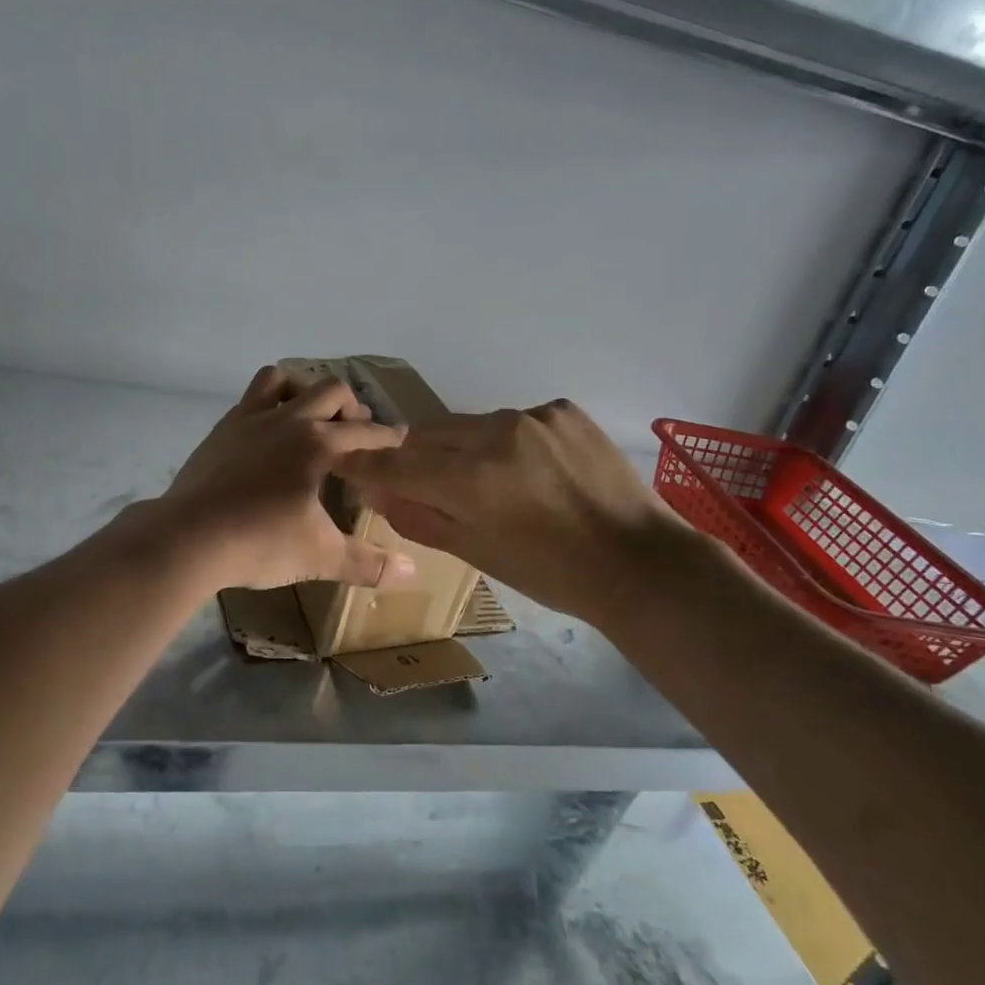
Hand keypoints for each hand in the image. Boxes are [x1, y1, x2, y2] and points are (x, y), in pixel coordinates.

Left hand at [154, 366, 416, 591]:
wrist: (188, 537)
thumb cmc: (260, 543)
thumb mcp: (320, 557)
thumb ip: (367, 563)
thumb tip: (411, 573)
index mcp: (317, 444)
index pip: (365, 432)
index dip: (387, 436)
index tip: (400, 437)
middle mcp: (287, 420)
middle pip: (329, 390)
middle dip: (350, 406)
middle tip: (353, 432)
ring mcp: (248, 420)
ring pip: (280, 379)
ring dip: (301, 390)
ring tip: (308, 418)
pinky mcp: (220, 431)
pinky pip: (249, 401)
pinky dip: (266, 407)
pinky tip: (265, 437)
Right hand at [336, 399, 700, 624]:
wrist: (639, 563)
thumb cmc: (551, 574)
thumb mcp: (476, 552)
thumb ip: (419, 516)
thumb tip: (376, 492)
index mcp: (469, 479)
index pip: (395, 464)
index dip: (364, 464)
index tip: (345, 463)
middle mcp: (494, 434)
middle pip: (427, 434)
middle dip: (413, 455)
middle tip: (418, 479)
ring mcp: (532, 416)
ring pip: (470, 424)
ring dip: (461, 447)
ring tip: (483, 478)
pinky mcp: (562, 410)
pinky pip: (514, 420)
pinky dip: (508, 442)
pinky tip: (530, 469)